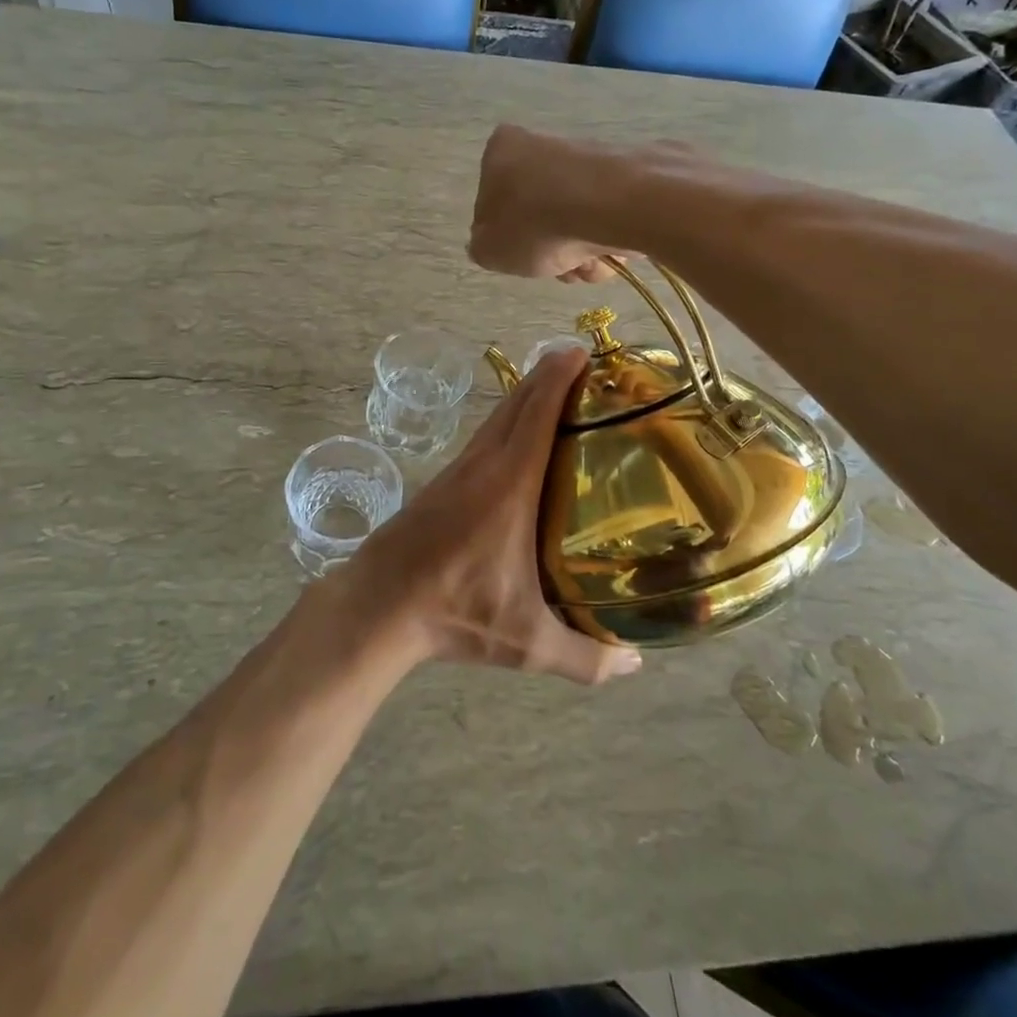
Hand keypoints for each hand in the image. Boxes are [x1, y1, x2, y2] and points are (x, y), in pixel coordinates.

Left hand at [344, 347, 641, 684]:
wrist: (379, 605)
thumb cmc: (456, 612)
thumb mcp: (527, 643)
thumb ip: (586, 658)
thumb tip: (637, 666)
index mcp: (509, 484)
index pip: (538, 413)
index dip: (559, 376)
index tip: (580, 350)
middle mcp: (484, 465)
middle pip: (517, 403)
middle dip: (547, 375)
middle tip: (581, 364)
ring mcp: (458, 471)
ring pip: (497, 418)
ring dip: (525, 396)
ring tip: (556, 392)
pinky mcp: (442, 484)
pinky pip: (483, 438)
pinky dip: (506, 422)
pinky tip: (517, 442)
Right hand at [468, 124, 624, 282]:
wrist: (618, 205)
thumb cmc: (539, 224)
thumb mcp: (490, 250)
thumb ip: (482, 247)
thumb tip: (492, 243)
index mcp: (502, 150)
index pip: (490, 201)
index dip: (504, 236)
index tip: (518, 255)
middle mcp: (543, 144)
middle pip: (538, 214)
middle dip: (549, 249)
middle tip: (558, 267)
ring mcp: (588, 157)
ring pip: (574, 220)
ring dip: (578, 253)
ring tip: (588, 265)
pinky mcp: (628, 173)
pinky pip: (606, 217)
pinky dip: (607, 240)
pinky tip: (612, 254)